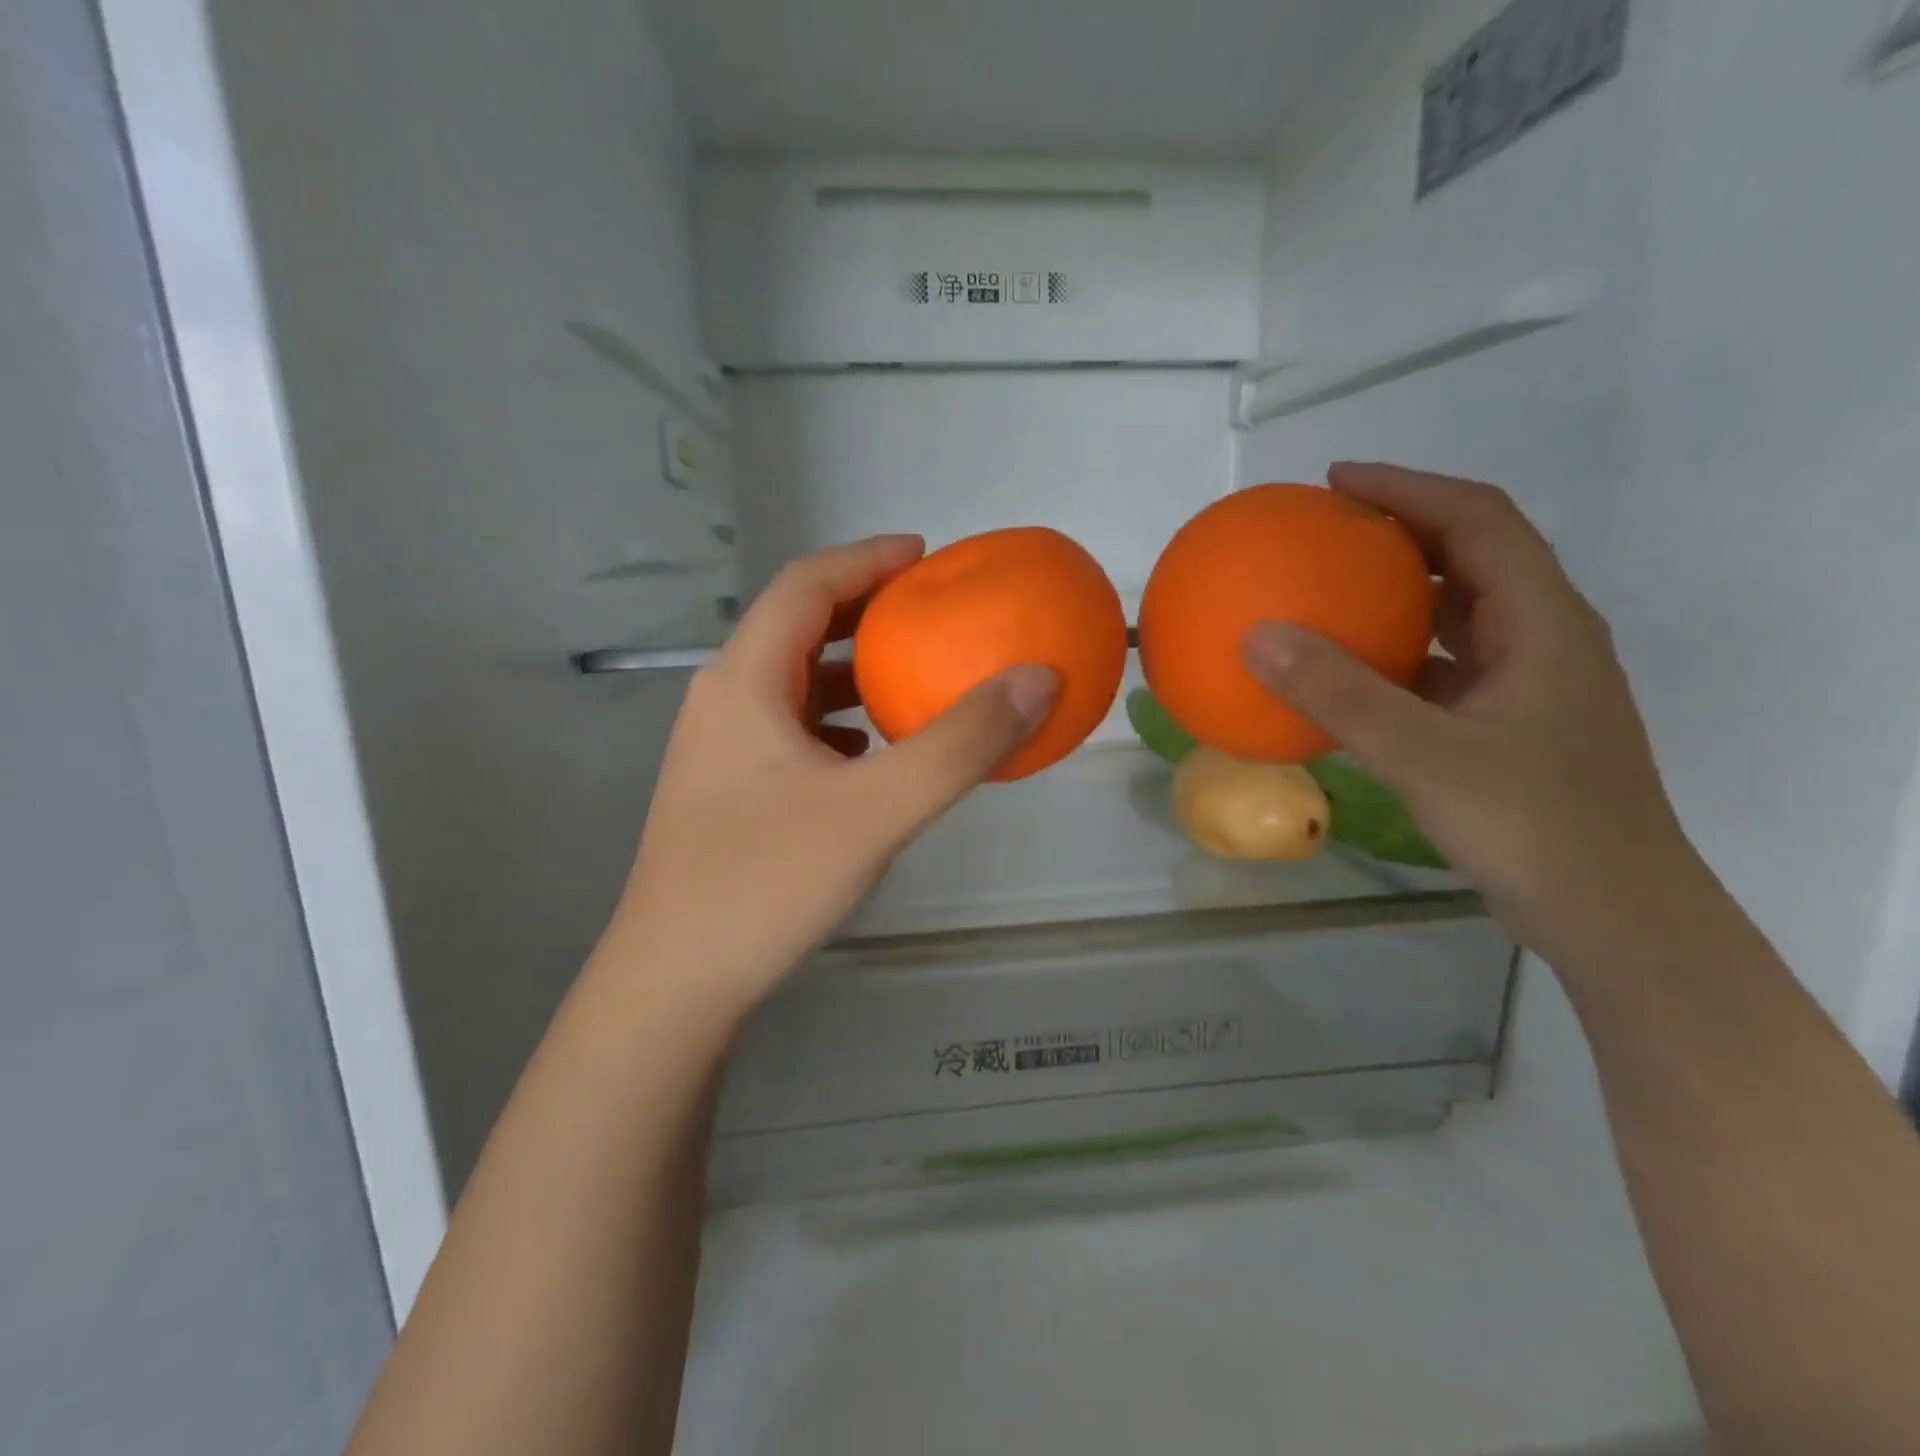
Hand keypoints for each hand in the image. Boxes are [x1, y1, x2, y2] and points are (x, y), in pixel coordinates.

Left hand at [604, 535, 1056, 1015]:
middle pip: (797, 628)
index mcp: (745, 680)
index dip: (867, 560)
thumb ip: (961, 744)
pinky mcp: (728, 793)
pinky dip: (838, 722)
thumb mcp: (878, 810)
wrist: (674, 984)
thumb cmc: (766, 883)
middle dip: (865, 611)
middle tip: (930, 613)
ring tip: (911, 676)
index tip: (926, 556)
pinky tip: (872, 754)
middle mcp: (723, 701)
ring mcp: (719, 751)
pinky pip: (791, 731)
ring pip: (793, 684)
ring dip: (851, 670)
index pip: (807, 585)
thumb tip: (1037, 679)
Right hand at [1241, 464, 1697, 960]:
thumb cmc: (1536, 828)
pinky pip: (1440, 670)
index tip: (1336, 483)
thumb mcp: (1426, 756)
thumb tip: (1257, 637)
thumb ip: (1341, 696)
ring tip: (1329, 592)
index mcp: (1543, 624)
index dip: (1409, 489)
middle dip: (1400, 533)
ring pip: (1458, 616)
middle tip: (1325, 531)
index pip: (1479, 522)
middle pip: (1472, 558)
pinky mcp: (1507, 728)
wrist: (1615, 919)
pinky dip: (1393, 658)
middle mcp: (1542, 642)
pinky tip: (1345, 680)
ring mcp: (1527, 688)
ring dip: (1397, 595)